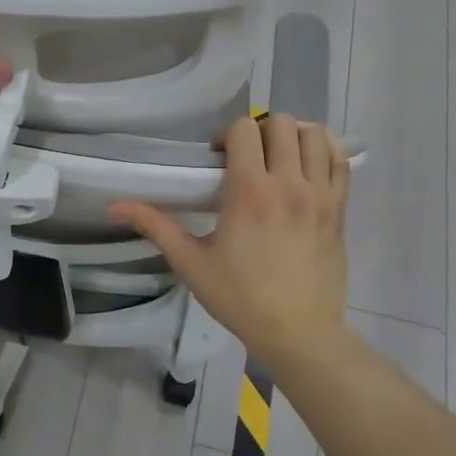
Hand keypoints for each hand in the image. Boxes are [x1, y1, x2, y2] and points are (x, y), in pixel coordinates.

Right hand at [111, 114, 351, 371]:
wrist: (300, 333)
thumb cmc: (240, 298)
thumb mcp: (191, 263)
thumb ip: (155, 226)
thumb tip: (114, 206)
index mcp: (250, 191)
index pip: (244, 130)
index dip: (227, 134)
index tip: (218, 158)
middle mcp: (289, 183)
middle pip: (280, 123)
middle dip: (259, 130)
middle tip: (248, 156)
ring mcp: (321, 195)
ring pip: (315, 134)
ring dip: (293, 136)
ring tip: (279, 157)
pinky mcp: (340, 208)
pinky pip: (341, 160)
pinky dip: (324, 152)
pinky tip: (307, 167)